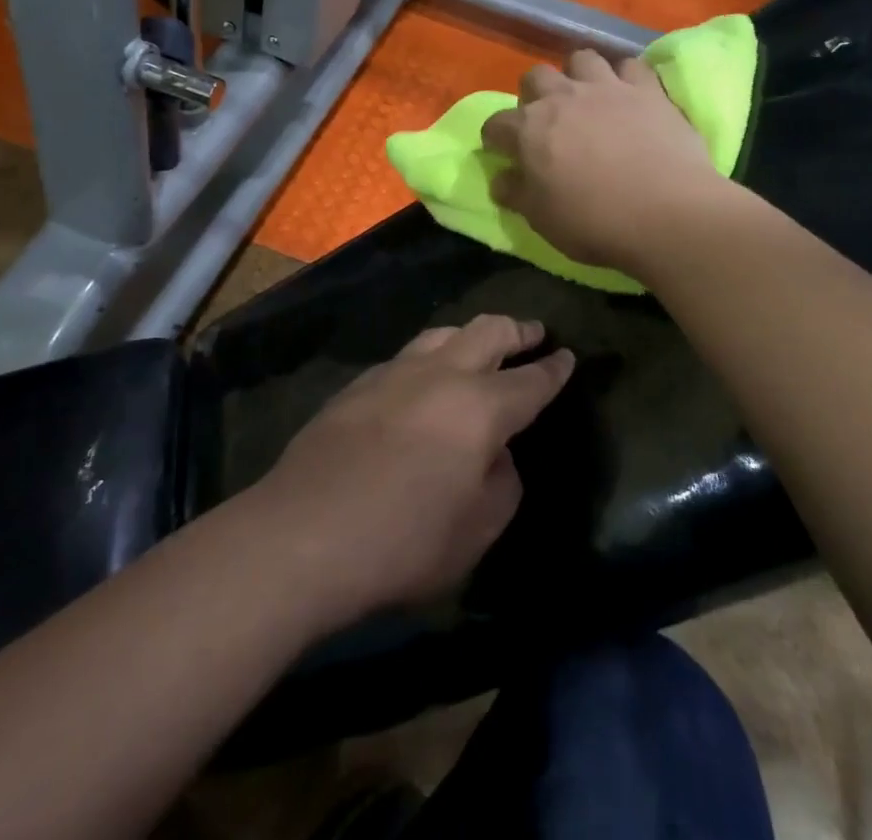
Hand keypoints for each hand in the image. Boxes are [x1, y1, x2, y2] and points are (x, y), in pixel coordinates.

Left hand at [255, 315, 574, 626]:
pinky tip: (424, 379)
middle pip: (488, 332)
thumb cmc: (403, 542)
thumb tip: (497, 456)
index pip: (531, 381)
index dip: (554, 369)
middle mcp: (442, 374)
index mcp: (480, 408)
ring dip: (471, 336)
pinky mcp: (359, 383)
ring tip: (480, 347)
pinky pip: (408, 356)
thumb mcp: (476, 532)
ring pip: (444, 333)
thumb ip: (501, 485)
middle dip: (517, 330)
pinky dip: (431, 357)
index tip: (568, 357)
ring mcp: (395, 372)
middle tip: (534, 333)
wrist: (303, 532)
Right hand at [481, 49, 731, 275]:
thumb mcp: (541, 219)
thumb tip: (501, 179)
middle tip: (547, 121)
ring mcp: (607, 88)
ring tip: (588, 99)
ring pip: (582, 58)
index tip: (504, 153)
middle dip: (534, 95)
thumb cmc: (594, 222)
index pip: (496, 124)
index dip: (496, 139)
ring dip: (578, 75)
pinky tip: (630, 96)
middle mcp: (562, 97)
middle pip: (536, 77)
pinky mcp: (648, 90)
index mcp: (528, 129)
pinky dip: (626, 78)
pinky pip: (631, 66)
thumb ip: (517, 193)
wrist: (667, 213)